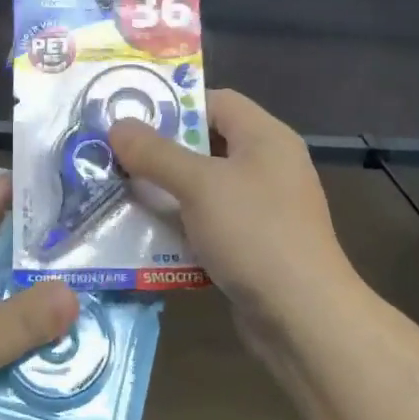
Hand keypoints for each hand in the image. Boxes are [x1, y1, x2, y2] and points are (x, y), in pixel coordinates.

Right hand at [108, 89, 358, 327]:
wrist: (304, 318)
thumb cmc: (255, 233)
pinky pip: (209, 223)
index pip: (216, 101)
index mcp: (265, 137)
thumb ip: (156, 153)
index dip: (174, 105)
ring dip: (165, 192)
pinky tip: (145, 237)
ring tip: (120, 194)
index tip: (130, 117)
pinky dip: (180, 227)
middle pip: (206, 144)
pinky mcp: (254, 245)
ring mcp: (263, 208)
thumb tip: (118, 125)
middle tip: (115, 157)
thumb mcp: (199, 185)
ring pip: (204, 188)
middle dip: (160, 152)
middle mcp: (268, 166)